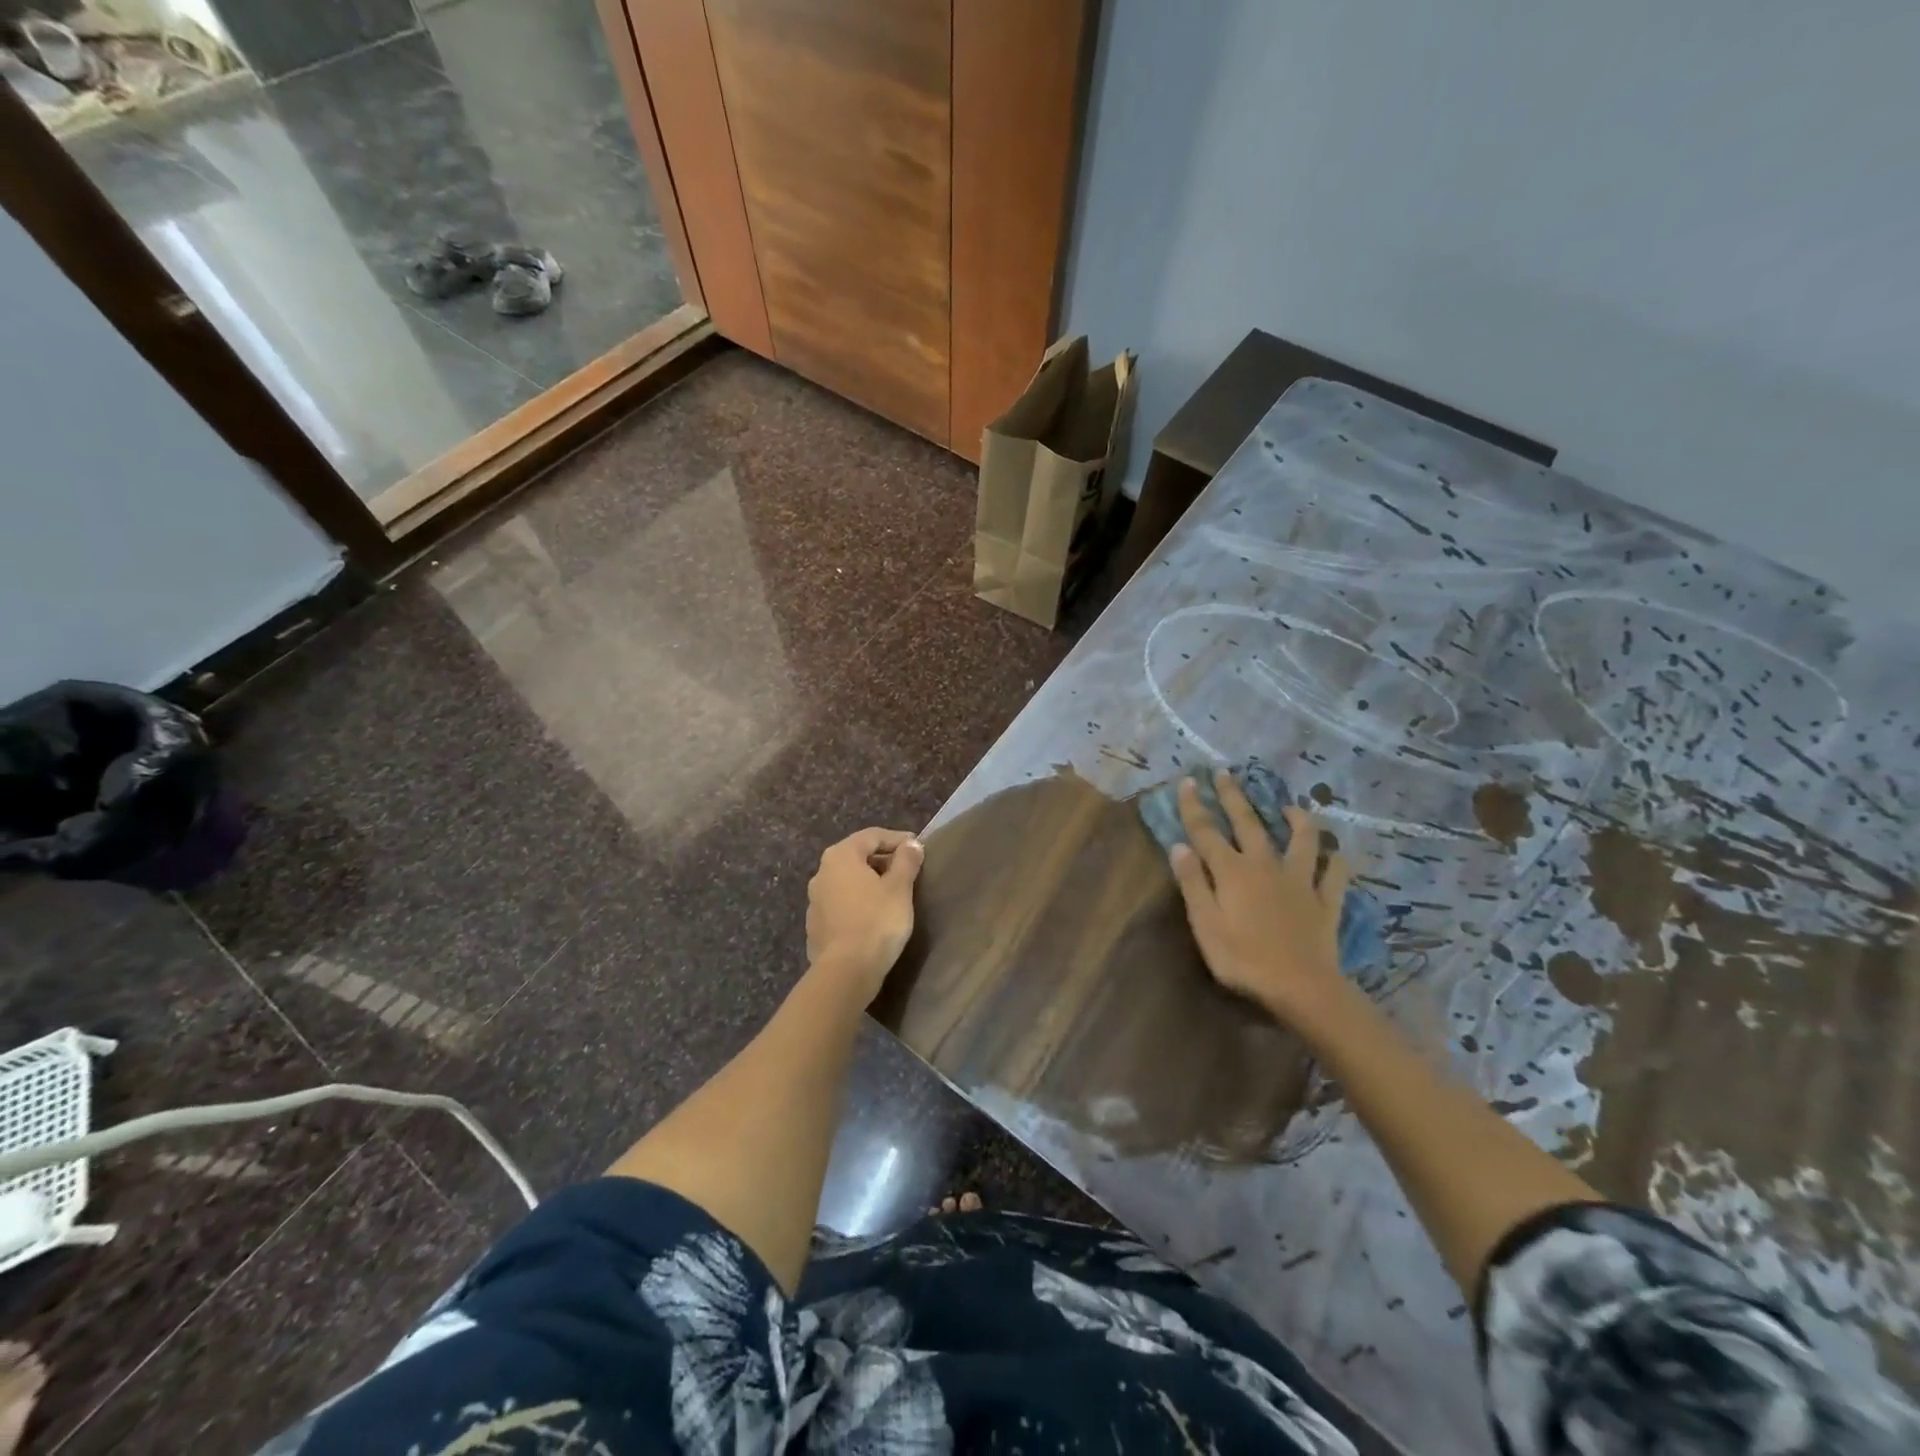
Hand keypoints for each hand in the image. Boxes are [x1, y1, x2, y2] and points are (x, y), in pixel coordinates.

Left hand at [806, 827, 924, 1002]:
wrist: (846, 972)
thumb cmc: (876, 921)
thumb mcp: (899, 888)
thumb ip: (906, 861)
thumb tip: (911, 845)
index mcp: (840, 856)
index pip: (871, 836)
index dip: (897, 838)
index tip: (918, 848)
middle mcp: (821, 873)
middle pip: (856, 856)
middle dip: (883, 860)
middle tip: (908, 870)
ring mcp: (815, 901)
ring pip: (847, 882)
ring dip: (870, 882)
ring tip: (893, 894)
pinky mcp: (816, 926)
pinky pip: (841, 904)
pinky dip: (859, 902)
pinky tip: (875, 916)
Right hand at [1168, 773, 1350, 1024]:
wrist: (1302, 988)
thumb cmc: (1243, 959)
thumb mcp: (1205, 925)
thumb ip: (1192, 883)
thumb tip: (1180, 845)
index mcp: (1232, 871)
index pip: (1206, 831)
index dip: (1194, 805)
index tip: (1188, 781)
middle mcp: (1265, 866)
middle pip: (1248, 823)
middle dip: (1234, 797)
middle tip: (1226, 773)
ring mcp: (1299, 881)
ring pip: (1302, 840)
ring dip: (1297, 820)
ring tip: (1291, 807)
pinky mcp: (1325, 901)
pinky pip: (1334, 874)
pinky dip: (1335, 861)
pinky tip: (1336, 854)